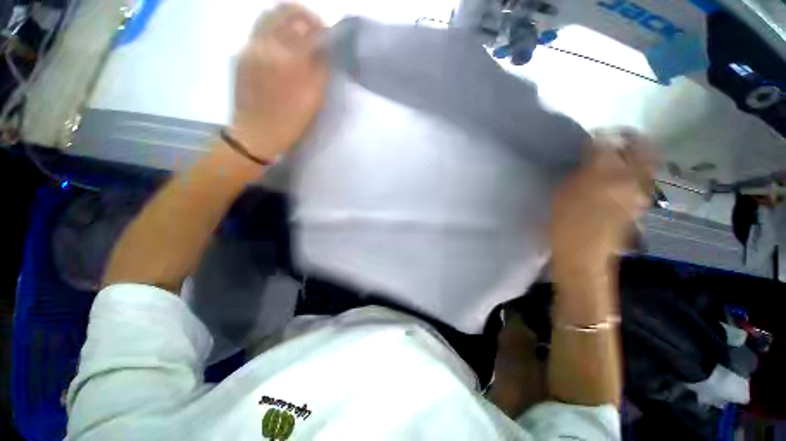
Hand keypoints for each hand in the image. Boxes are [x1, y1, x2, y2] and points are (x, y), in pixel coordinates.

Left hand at [230, 4, 327, 160]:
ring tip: (298, 30)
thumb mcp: (314, 100)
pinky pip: (258, 31)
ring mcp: (250, 47)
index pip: (310, 28)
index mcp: (290, 60)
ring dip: (286, 17)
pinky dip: (273, 30)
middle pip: (286, 11)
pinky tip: (281, 46)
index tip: (330, 34)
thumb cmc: (290, 122)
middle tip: (316, 27)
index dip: (323, 28)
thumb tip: (324, 50)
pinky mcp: (240, 54)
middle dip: (305, 14)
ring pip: (268, 16)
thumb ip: (320, 71)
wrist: (256, 134)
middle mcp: (267, 45)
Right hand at [550, 129, 656, 272]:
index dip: (598, 136)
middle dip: (630, 137)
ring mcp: (640, 190)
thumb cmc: (564, 222)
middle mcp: (630, 177)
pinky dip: (636, 170)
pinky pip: (644, 177)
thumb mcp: (563, 191)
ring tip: (621, 155)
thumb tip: (591, 156)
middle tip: (617, 137)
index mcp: (604, 172)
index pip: (605, 142)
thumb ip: (580, 170)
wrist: (584, 252)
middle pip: (640, 146)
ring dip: (636, 153)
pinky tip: (622, 175)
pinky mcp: (642, 202)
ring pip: (647, 161)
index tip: (592, 137)